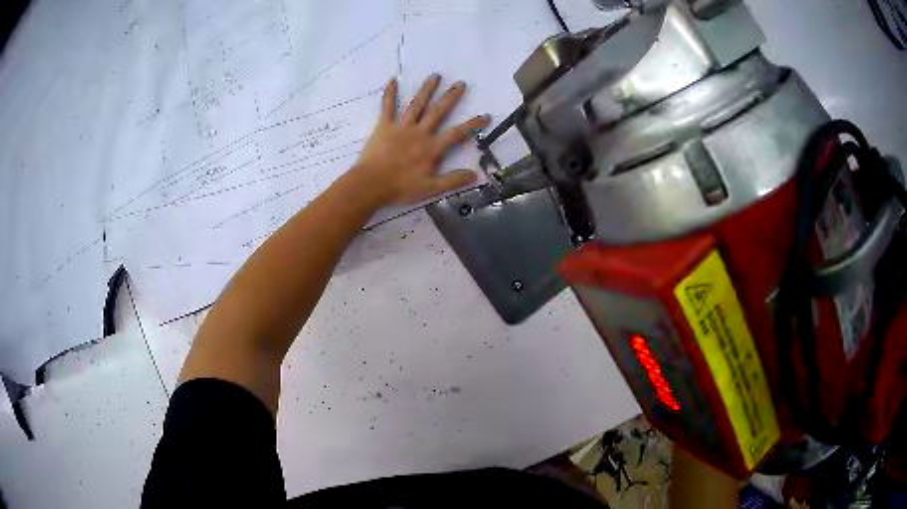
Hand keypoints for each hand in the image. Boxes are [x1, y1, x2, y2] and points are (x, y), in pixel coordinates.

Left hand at [353, 74, 490, 205]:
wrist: (371, 184)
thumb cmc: (400, 188)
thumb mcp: (431, 188)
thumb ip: (453, 180)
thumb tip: (475, 175)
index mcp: (432, 148)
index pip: (457, 133)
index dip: (473, 124)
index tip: (486, 115)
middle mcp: (420, 132)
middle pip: (438, 111)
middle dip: (451, 97)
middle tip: (461, 83)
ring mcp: (401, 127)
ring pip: (417, 104)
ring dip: (427, 89)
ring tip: (436, 75)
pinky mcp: (384, 126)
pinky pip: (387, 106)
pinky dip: (390, 93)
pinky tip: (392, 79)